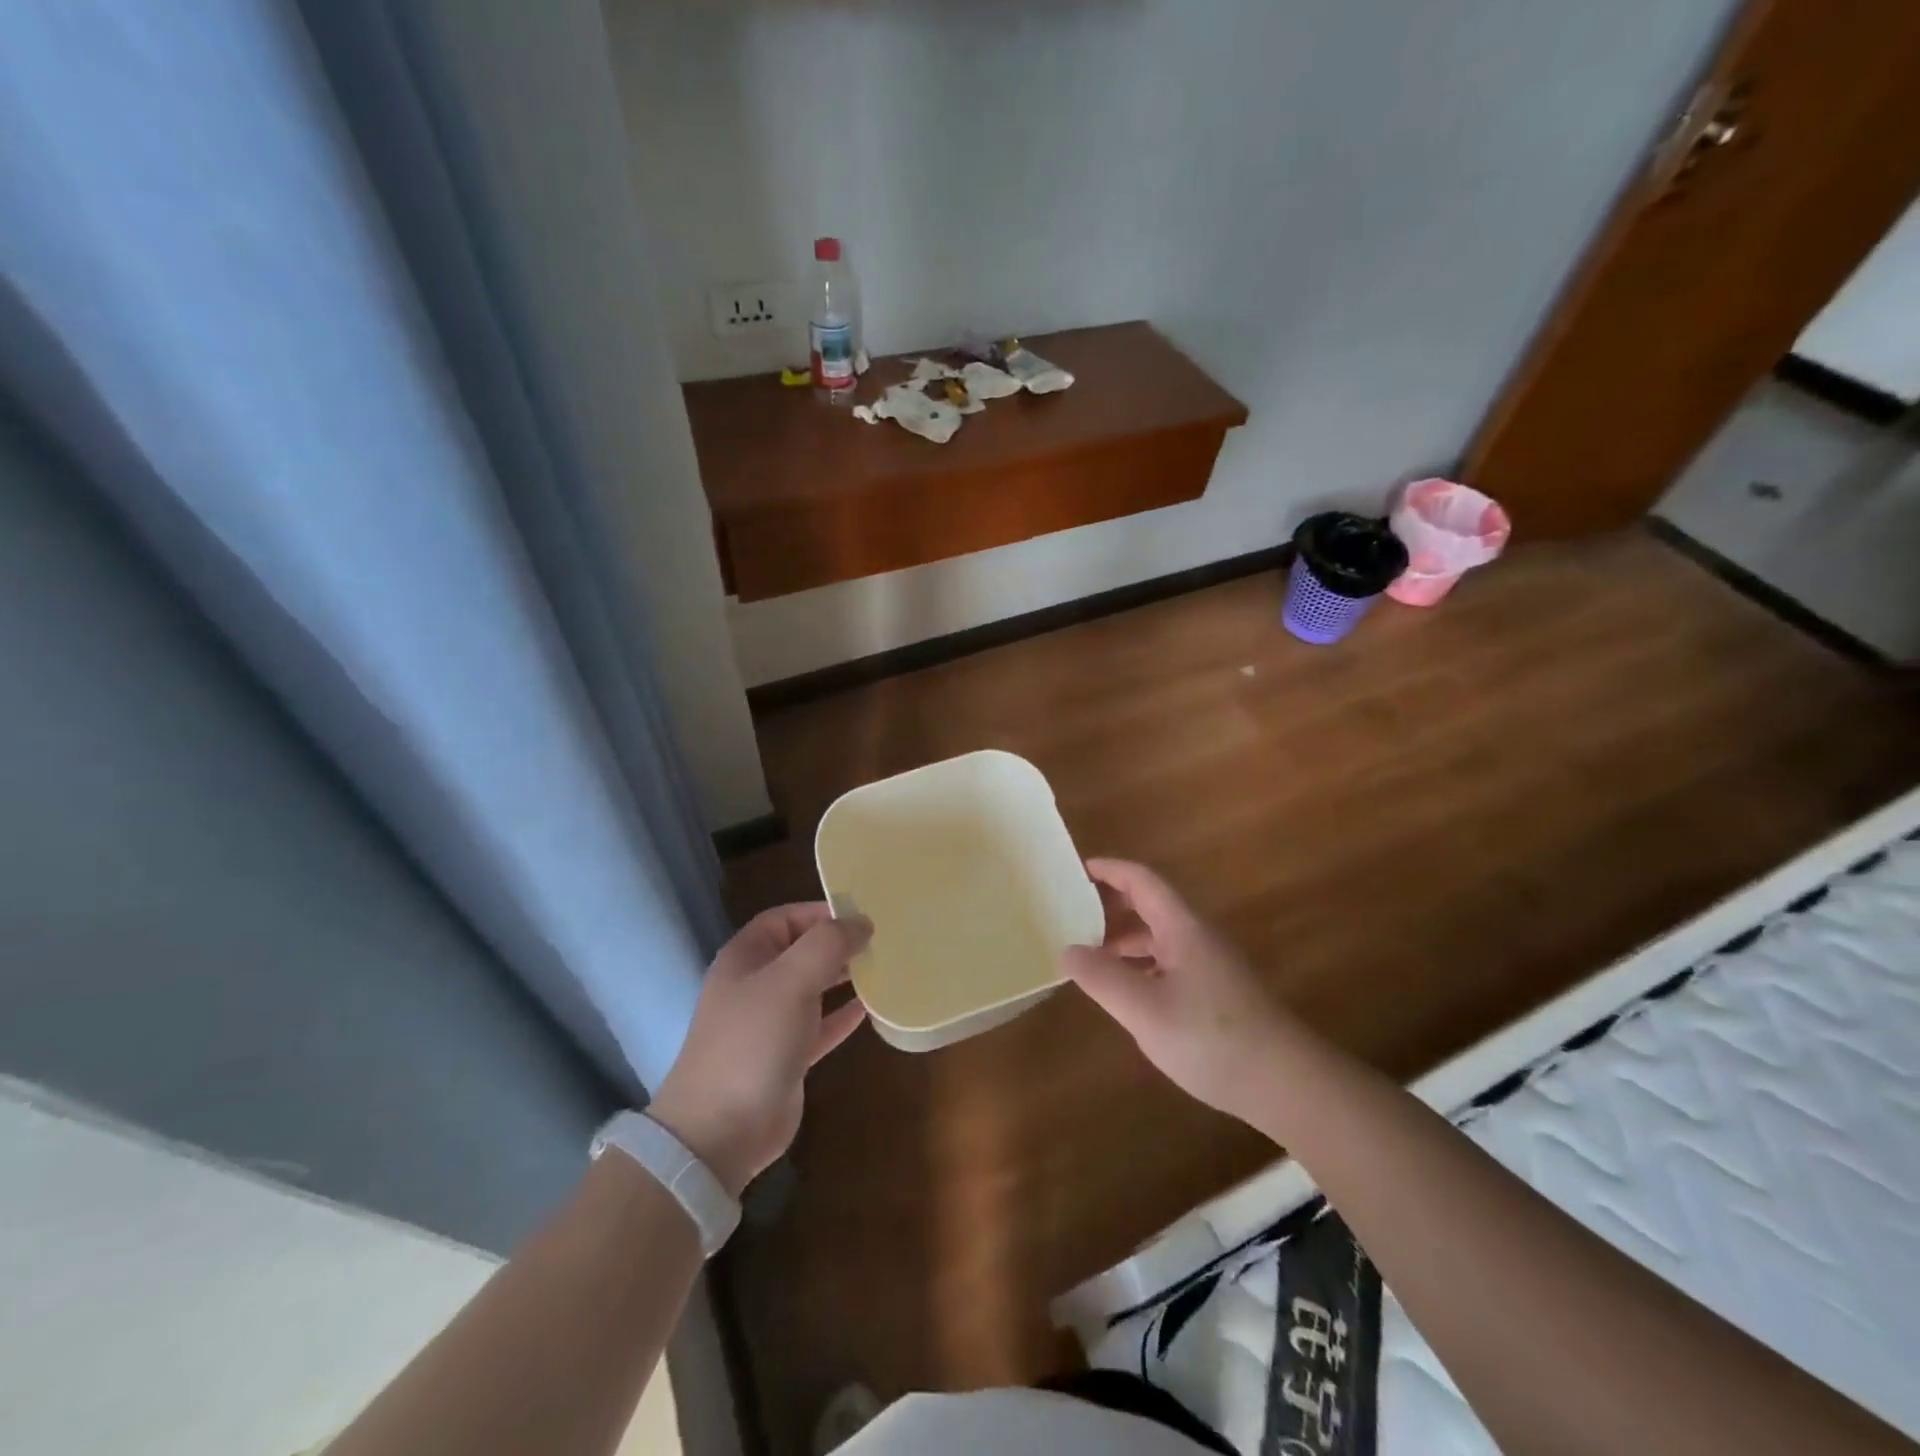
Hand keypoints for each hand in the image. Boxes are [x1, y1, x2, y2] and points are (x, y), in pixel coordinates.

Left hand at [647, 904, 870, 1195]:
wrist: (720, 1131)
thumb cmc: (752, 1040)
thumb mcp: (790, 980)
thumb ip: (828, 944)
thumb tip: (861, 923)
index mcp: (746, 957)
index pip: (786, 918)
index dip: (821, 912)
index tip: (862, 914)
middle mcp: (756, 984)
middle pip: (802, 951)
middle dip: (838, 943)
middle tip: (881, 939)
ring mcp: (770, 1023)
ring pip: (813, 988)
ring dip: (844, 977)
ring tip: (883, 966)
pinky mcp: (787, 1057)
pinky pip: (820, 1026)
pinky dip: (843, 1015)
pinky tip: (872, 1008)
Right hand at [1063, 859, 1287, 1122]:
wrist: (1287, 1084)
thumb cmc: (1211, 1038)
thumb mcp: (1144, 1008)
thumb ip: (1102, 977)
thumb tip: (1068, 950)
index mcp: (1181, 928)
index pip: (1142, 881)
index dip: (1110, 870)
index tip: (1077, 871)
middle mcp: (1197, 938)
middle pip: (1151, 906)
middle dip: (1112, 905)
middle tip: (1074, 914)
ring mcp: (1211, 967)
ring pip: (1160, 938)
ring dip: (1125, 940)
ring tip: (1091, 956)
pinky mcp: (1218, 994)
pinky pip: (1170, 964)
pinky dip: (1142, 966)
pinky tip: (1129, 993)